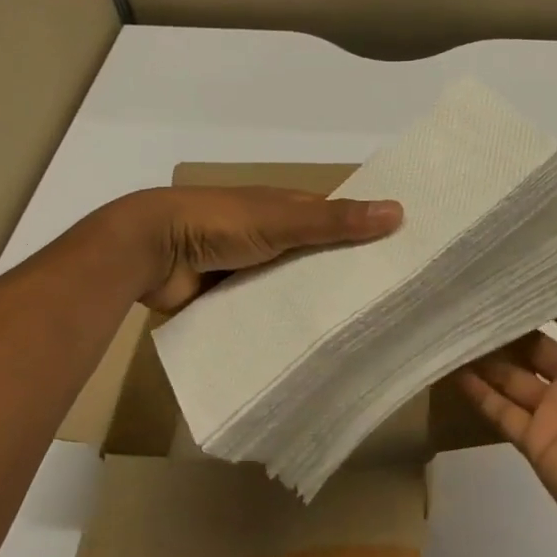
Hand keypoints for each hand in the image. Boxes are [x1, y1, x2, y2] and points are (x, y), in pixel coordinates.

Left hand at [96, 185, 401, 311]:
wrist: (150, 251)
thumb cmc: (220, 222)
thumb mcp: (284, 219)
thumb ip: (336, 221)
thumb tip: (399, 211)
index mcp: (286, 208)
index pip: (338, 220)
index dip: (368, 234)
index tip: (406, 257)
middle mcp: (273, 236)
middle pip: (318, 257)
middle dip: (345, 276)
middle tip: (391, 307)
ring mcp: (252, 268)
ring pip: (293, 287)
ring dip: (314, 303)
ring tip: (360, 335)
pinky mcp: (232, 299)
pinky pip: (267, 311)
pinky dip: (284, 323)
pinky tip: (312, 347)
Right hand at [457, 270, 556, 549]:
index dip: (549, 303)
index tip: (516, 277)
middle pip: (535, 347)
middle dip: (509, 328)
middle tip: (473, 301)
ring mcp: (553, 411)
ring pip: (512, 376)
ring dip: (487, 357)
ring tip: (455, 329)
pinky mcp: (535, 440)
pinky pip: (501, 412)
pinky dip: (479, 393)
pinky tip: (453, 370)